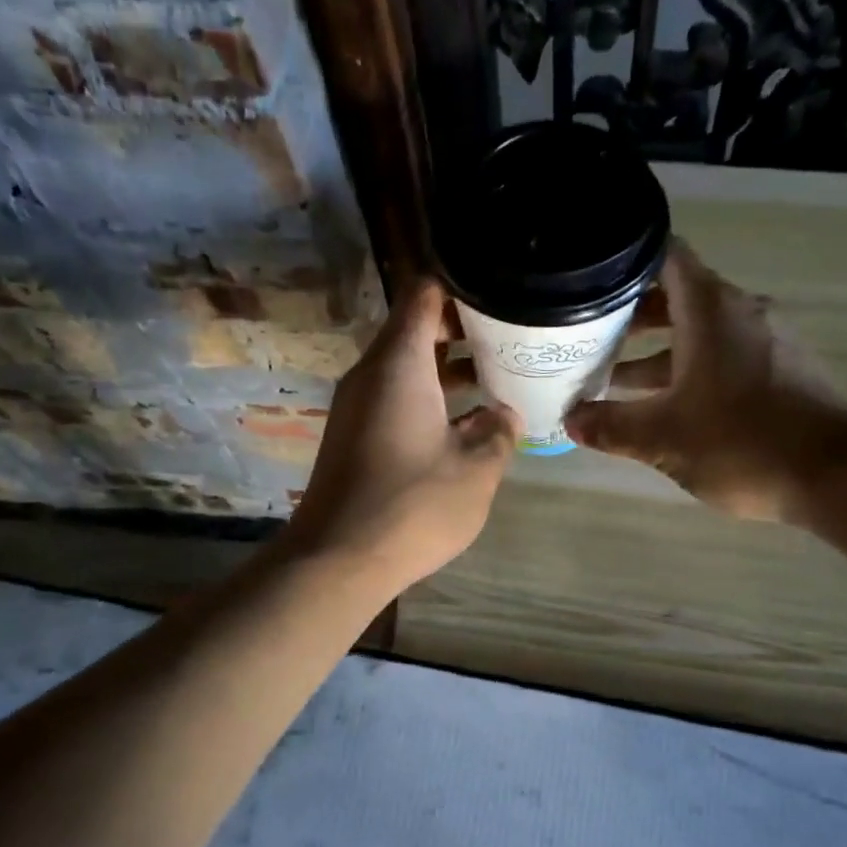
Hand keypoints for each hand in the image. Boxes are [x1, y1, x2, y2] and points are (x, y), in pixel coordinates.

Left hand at [286, 278, 518, 590]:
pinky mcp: (353, 436)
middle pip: (414, 329)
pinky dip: (428, 398)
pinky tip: (464, 424)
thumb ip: (498, 433)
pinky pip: (394, 398)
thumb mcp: (476, 470)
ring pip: (405, 367)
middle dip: (462, 330)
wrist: (337, 560)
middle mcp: (371, 374)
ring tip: (497, 378)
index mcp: (399, 363)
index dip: (462, 287)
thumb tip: (504, 414)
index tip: (501, 295)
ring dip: (447, 370)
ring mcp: (357, 406)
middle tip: (510, 339)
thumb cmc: (413, 505)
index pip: (425, 294)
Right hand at [566, 240, 846, 522]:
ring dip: (657, 351)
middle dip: (630, 316)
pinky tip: (664, 406)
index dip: (625, 261)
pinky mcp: (782, 372)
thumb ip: (611, 426)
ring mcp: (766, 342)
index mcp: (710, 310)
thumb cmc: (742, 441)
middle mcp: (740, 313)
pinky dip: (688, 370)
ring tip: (613, 378)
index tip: (589, 279)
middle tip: (588, 335)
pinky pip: (723, 356)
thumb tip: (570, 421)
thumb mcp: (662, 438)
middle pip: (677, 297)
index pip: (665, 257)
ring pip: (699, 332)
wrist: (837, 476)